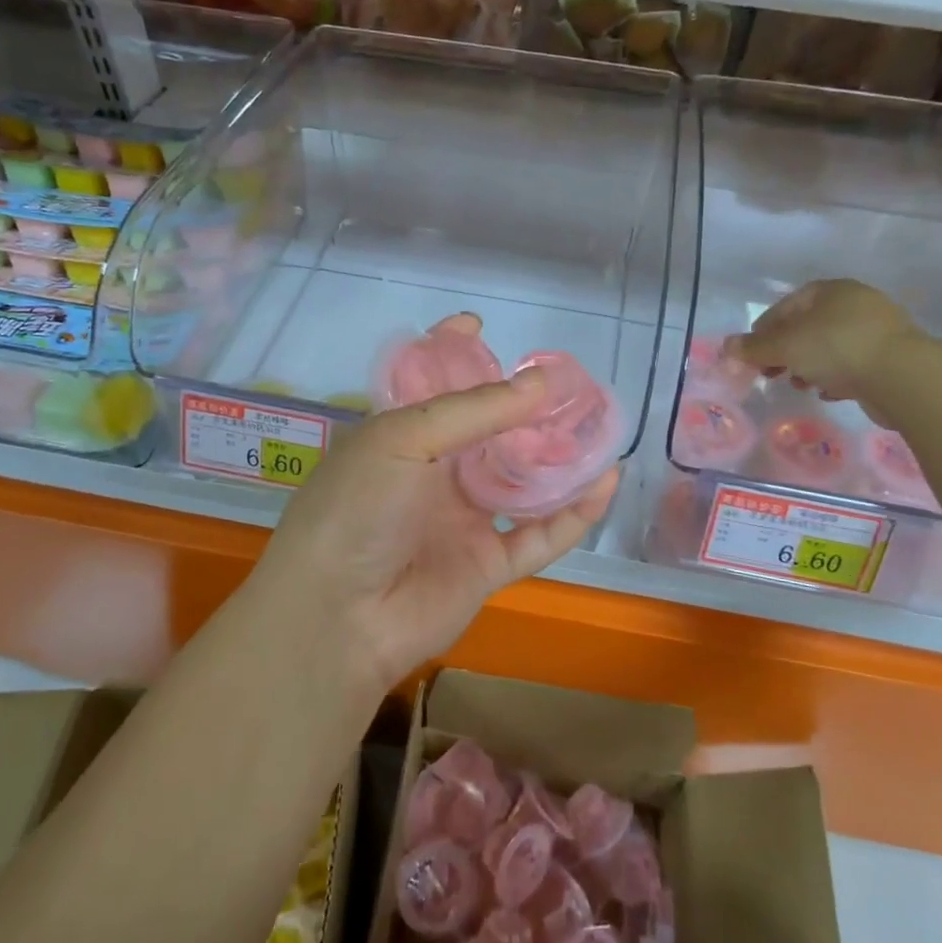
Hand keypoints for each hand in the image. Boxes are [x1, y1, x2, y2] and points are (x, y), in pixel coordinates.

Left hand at [249, 319, 618, 696]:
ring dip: (559, 459)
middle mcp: (434, 474)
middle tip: (570, 384)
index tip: (480, 325)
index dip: (452, 353)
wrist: (337, 617)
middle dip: (526, 408)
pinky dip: (574, 513)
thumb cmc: (358, 508)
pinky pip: (539, 535)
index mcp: (400, 437)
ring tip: (599, 427)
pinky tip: (605, 483)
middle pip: (489, 432)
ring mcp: (462, 520)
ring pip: (522, 482)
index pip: (429, 385)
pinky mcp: (488, 565)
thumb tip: (542, 382)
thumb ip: (475, 411)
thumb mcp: (403, 440)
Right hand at [727, 279, 923, 405]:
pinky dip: (836, 375)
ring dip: (809, 365)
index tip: (752, 355)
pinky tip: (828, 392)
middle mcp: (855, 302)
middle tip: (771, 372)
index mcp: (830, 290)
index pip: (786, 306)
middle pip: (808, 326)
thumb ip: (754, 348)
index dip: (763, 330)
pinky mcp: (891, 356)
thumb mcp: (785, 347)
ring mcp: (877, 329)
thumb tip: (726, 346)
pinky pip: (853, 363)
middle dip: (786, 351)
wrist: (902, 376)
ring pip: (830, 346)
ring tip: (799, 384)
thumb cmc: (835, 349)